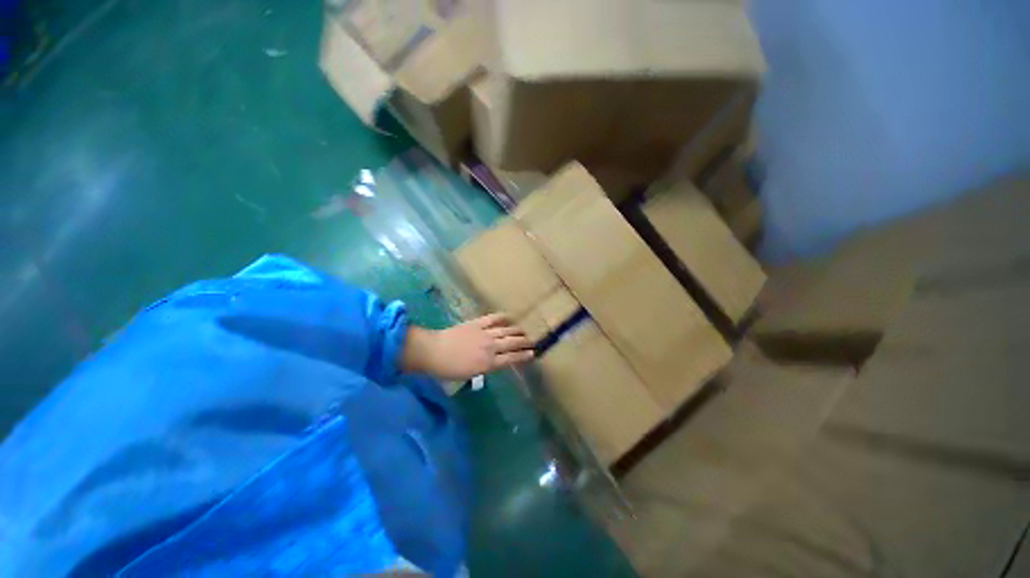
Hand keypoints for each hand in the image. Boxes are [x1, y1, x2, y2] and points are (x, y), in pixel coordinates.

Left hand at [401, 314, 533, 381]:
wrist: (434, 351)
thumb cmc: (448, 369)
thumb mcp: (469, 374)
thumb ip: (484, 368)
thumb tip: (492, 362)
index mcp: (489, 363)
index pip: (511, 359)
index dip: (523, 356)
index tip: (532, 353)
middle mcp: (491, 347)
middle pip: (512, 343)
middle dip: (524, 342)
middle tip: (532, 341)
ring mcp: (485, 333)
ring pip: (506, 331)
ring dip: (516, 330)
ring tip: (523, 331)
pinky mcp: (477, 323)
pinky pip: (493, 319)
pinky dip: (502, 317)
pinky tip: (508, 317)